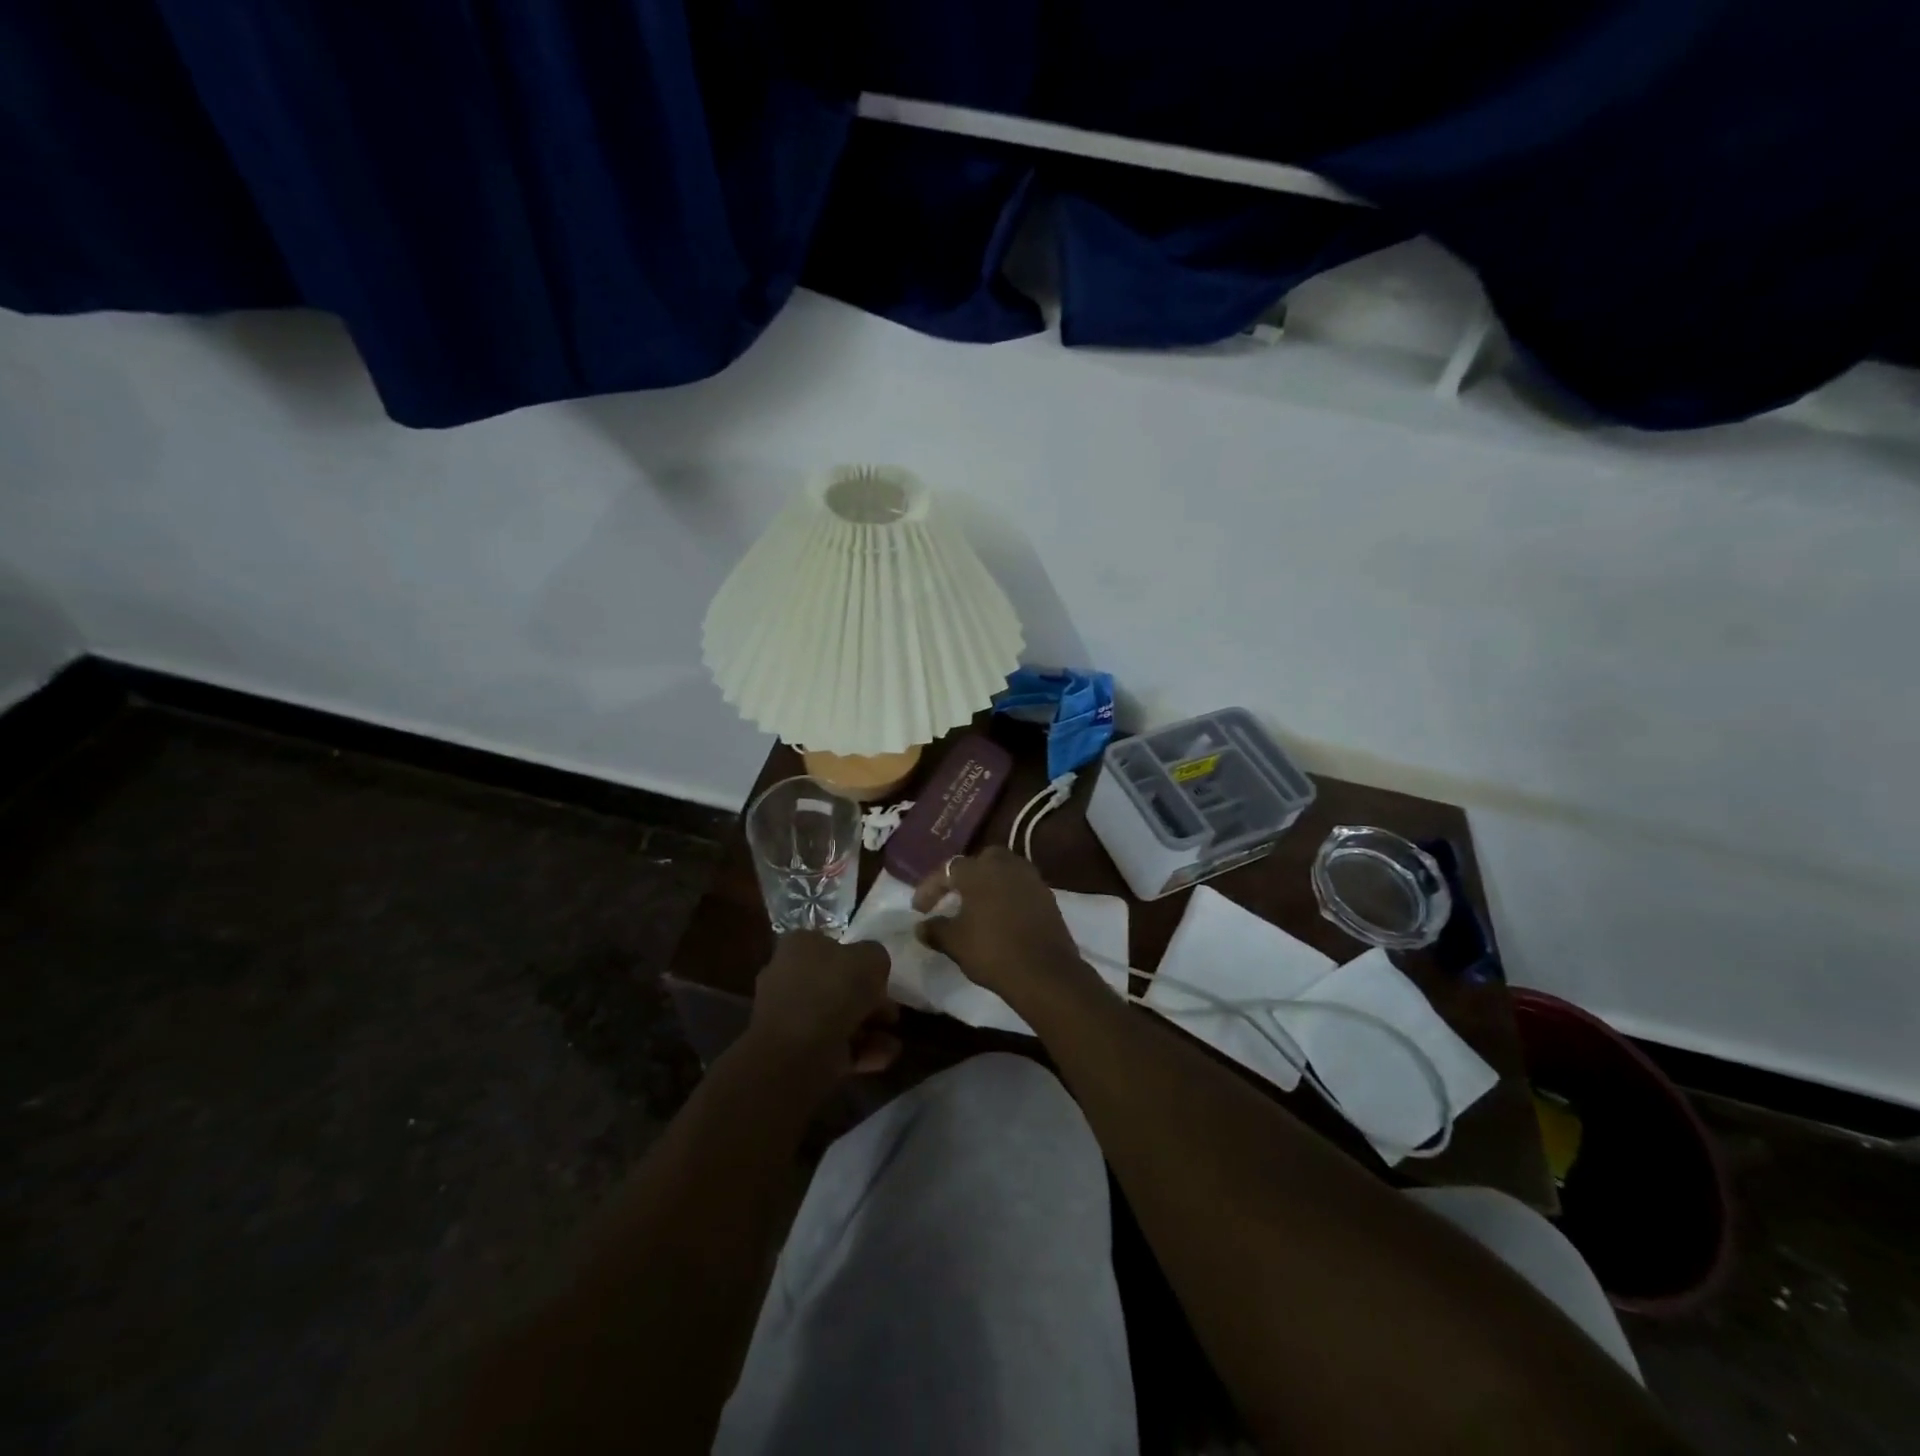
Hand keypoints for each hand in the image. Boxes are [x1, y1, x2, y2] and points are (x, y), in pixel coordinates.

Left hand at [746, 932, 900, 1083]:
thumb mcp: (870, 959)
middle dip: (869, 1002)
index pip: (834, 947)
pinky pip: (833, 1046)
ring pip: (838, 1019)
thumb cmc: (832, 991)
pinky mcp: (794, 1052)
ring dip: (869, 1030)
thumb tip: (873, 969)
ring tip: (893, 1043)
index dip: (863, 963)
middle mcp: (789, 976)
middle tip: (891, 1015)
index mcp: (800, 946)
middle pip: (838, 986)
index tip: (883, 980)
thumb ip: (876, 958)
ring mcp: (789, 1016)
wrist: (795, 1052)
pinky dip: (859, 1052)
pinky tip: (882, 1058)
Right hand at [912, 847, 1091, 1003]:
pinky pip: (1021, 887)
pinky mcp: (1047, 896)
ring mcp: (1031, 879)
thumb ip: (936, 930)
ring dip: (989, 884)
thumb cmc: (992, 951)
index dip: (930, 888)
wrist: (1045, 972)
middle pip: (981, 860)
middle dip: (965, 876)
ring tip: (978, 906)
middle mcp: (1006, 865)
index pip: (948, 869)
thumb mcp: (955, 943)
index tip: (919, 909)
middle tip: (954, 897)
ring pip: (1004, 871)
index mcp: (979, 871)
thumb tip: (921, 927)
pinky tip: (1001, 916)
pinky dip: (1008, 896)